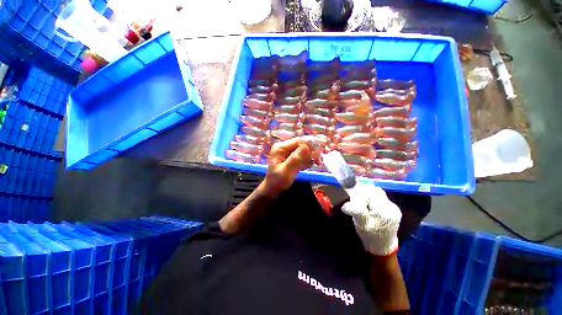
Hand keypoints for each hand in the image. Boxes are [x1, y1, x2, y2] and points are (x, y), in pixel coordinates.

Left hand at [262, 137, 316, 196]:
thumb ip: (295, 159)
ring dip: (310, 156)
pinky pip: (301, 156)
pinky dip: (307, 160)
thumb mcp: (286, 171)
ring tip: (317, 163)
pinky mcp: (290, 157)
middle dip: (311, 151)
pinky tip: (310, 166)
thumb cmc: (277, 181)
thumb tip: (307, 146)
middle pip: (301, 145)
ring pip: (303, 150)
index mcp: (280, 148)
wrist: (273, 189)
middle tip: (319, 160)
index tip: (320, 152)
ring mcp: (287, 152)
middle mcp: (284, 147)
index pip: (298, 141)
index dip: (310, 144)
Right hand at [342, 184, 401, 255]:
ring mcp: (394, 208)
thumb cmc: (371, 236)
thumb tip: (346, 204)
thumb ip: (356, 211)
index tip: (354, 199)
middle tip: (357, 202)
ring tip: (363, 206)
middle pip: (375, 191)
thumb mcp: (361, 224)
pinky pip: (381, 199)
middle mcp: (392, 206)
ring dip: (368, 197)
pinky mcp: (393, 210)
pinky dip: (373, 200)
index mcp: (385, 210)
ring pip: (378, 194)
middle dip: (364, 194)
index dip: (361, 192)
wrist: (383, 248)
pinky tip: (369, 208)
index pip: (372, 191)